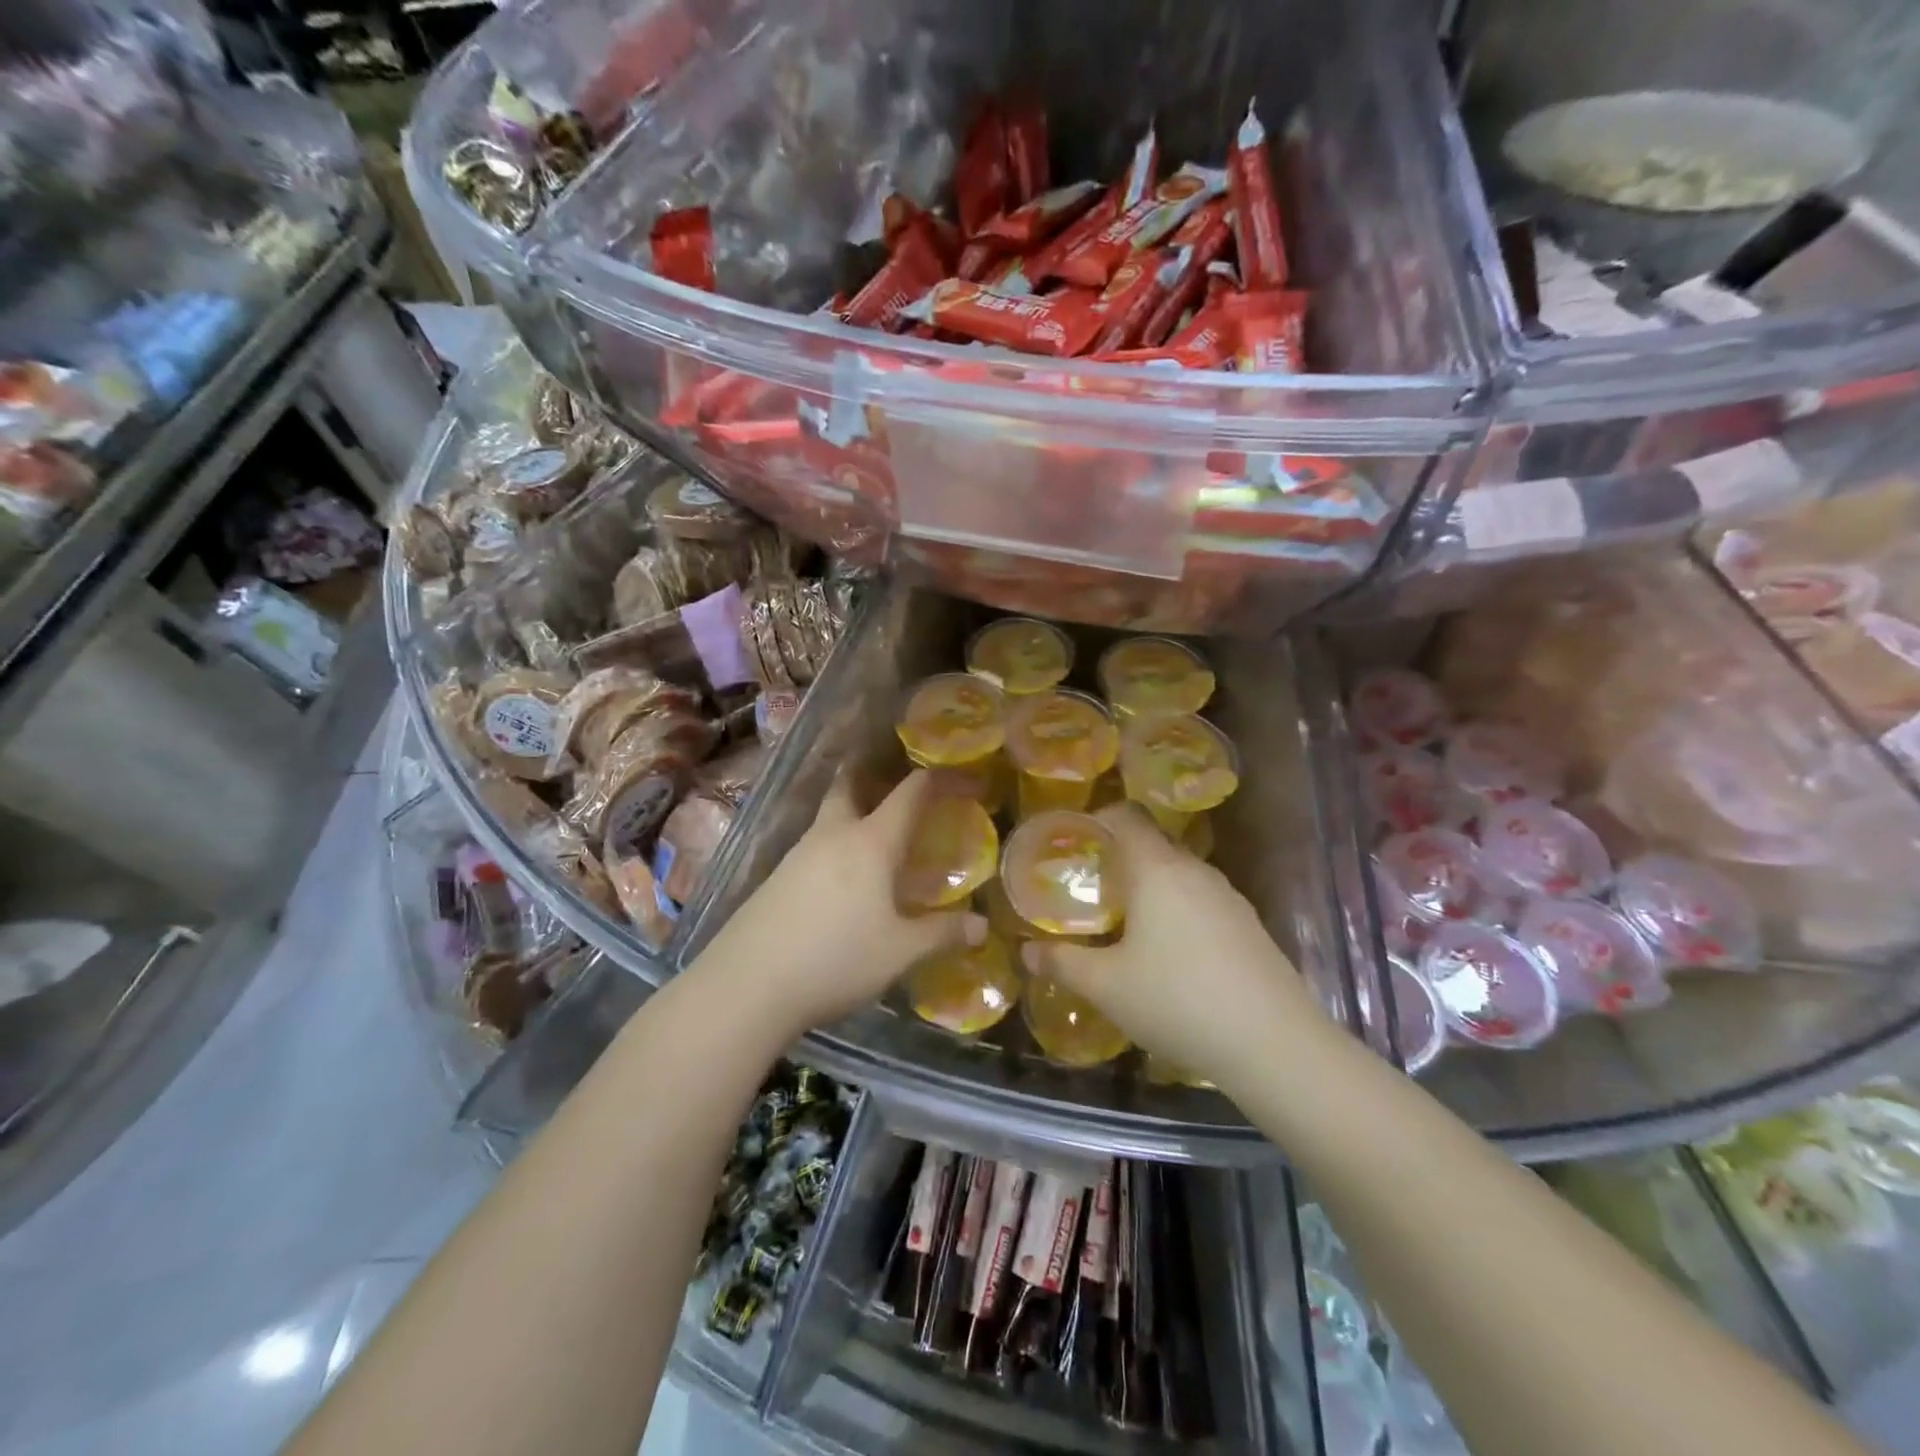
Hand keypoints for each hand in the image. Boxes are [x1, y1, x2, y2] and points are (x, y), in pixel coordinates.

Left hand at [696, 771, 984, 1039]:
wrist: (747, 984)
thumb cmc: (836, 959)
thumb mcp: (899, 952)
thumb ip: (942, 934)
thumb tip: (981, 927)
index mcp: (871, 842)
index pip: (911, 792)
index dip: (941, 779)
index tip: (966, 779)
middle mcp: (833, 834)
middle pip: (852, 784)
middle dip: (876, 775)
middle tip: (899, 785)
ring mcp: (798, 853)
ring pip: (830, 815)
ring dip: (853, 810)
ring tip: (877, 836)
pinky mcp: (776, 877)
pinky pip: (814, 845)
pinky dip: (835, 844)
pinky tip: (841, 877)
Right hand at [1021, 804, 1330, 1090]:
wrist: (1275, 1044)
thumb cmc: (1178, 1001)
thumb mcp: (1107, 986)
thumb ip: (1062, 963)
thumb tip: (1027, 951)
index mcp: (1158, 869)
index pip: (1126, 816)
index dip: (1096, 819)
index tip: (1072, 842)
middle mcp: (1195, 871)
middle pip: (1151, 844)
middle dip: (1118, 859)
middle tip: (1088, 890)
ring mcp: (1228, 897)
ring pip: (1178, 874)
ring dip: (1149, 887)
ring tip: (1124, 922)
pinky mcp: (1249, 925)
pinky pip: (1201, 900)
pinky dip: (1177, 910)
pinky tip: (1170, 953)